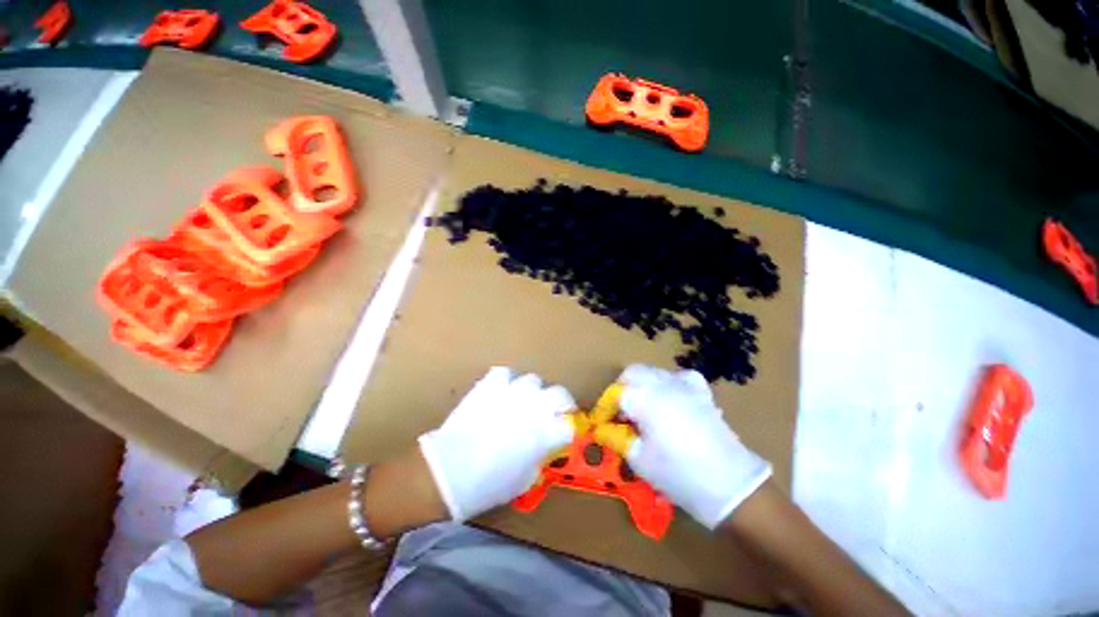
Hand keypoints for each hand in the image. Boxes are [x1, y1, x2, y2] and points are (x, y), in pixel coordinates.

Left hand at [418, 367, 575, 520]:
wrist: (449, 471)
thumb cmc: (489, 484)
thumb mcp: (525, 479)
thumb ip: (540, 457)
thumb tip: (542, 446)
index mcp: (546, 432)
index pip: (570, 424)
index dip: (568, 429)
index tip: (563, 433)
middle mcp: (535, 407)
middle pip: (560, 393)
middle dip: (560, 402)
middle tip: (551, 412)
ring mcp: (513, 391)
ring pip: (533, 380)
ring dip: (531, 392)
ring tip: (521, 402)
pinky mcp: (491, 384)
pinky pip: (505, 374)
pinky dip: (506, 381)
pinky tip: (501, 392)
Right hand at [617, 364, 770, 528]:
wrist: (730, 485)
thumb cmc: (678, 474)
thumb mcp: (639, 460)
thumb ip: (617, 438)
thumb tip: (603, 429)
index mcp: (645, 398)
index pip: (616, 393)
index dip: (605, 407)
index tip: (602, 422)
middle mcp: (662, 384)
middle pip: (632, 373)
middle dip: (621, 389)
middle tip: (620, 413)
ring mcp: (684, 386)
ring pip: (653, 372)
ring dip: (642, 385)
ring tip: (642, 407)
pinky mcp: (701, 393)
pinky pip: (680, 377)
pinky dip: (670, 383)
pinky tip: (670, 398)